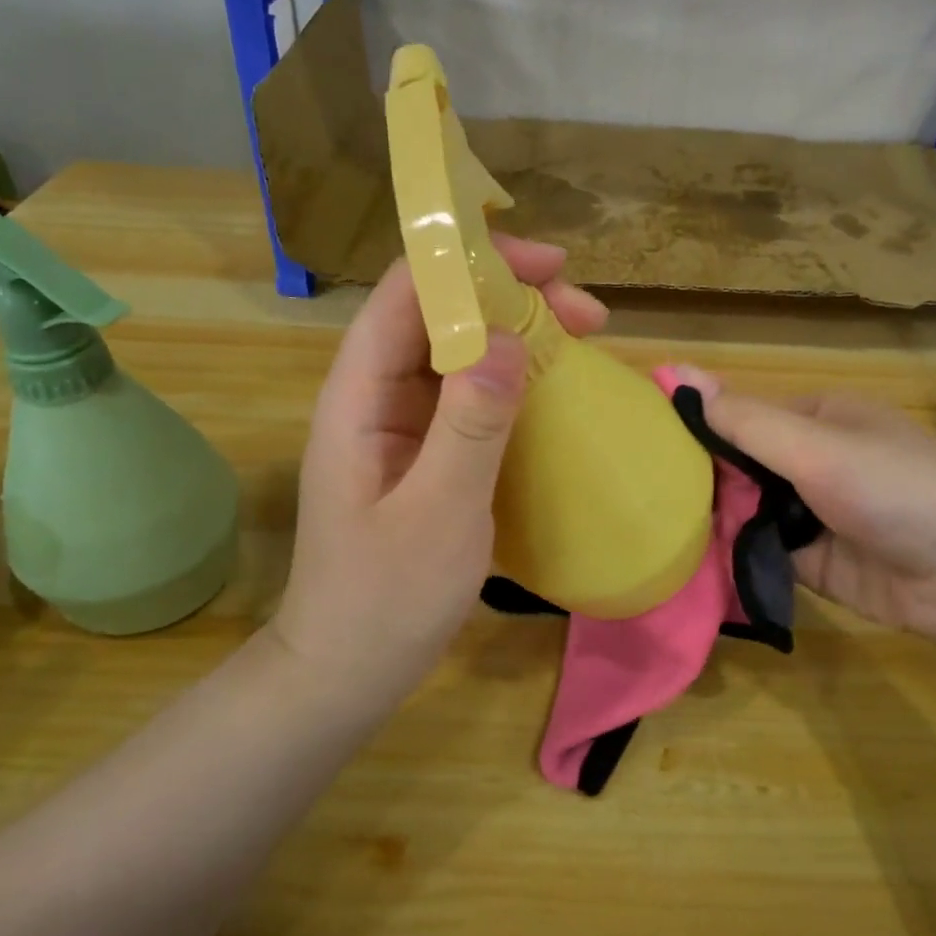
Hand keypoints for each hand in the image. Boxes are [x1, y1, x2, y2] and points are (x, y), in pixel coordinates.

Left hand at [268, 237, 607, 705]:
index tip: (547, 267)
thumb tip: (507, 339)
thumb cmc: (384, 599)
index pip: (406, 294)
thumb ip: (470, 425)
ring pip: (459, 352)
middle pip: (439, 314)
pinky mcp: (426, 453)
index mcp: (359, 395)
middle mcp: (377, 396)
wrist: (347, 671)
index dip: (470, 264)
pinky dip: (514, 380)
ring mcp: (402, 425)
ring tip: (583, 338)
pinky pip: (470, 396)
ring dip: (518, 336)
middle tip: (587, 314)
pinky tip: (554, 387)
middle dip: (510, 298)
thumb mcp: (437, 514)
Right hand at [671, 368, 935, 644]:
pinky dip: (732, 552)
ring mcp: (813, 512)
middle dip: (703, 477)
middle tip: (642, 493)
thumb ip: (744, 419)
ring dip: (713, 516)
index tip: (646, 444)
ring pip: (747, 508)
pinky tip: (688, 557)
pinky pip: (760, 549)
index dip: (698, 426)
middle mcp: (814, 460)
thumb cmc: (896, 488)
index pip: (743, 416)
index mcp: (819, 417)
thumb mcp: (817, 446)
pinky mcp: (813, 561)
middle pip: (742, 464)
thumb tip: (675, 371)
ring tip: (652, 525)